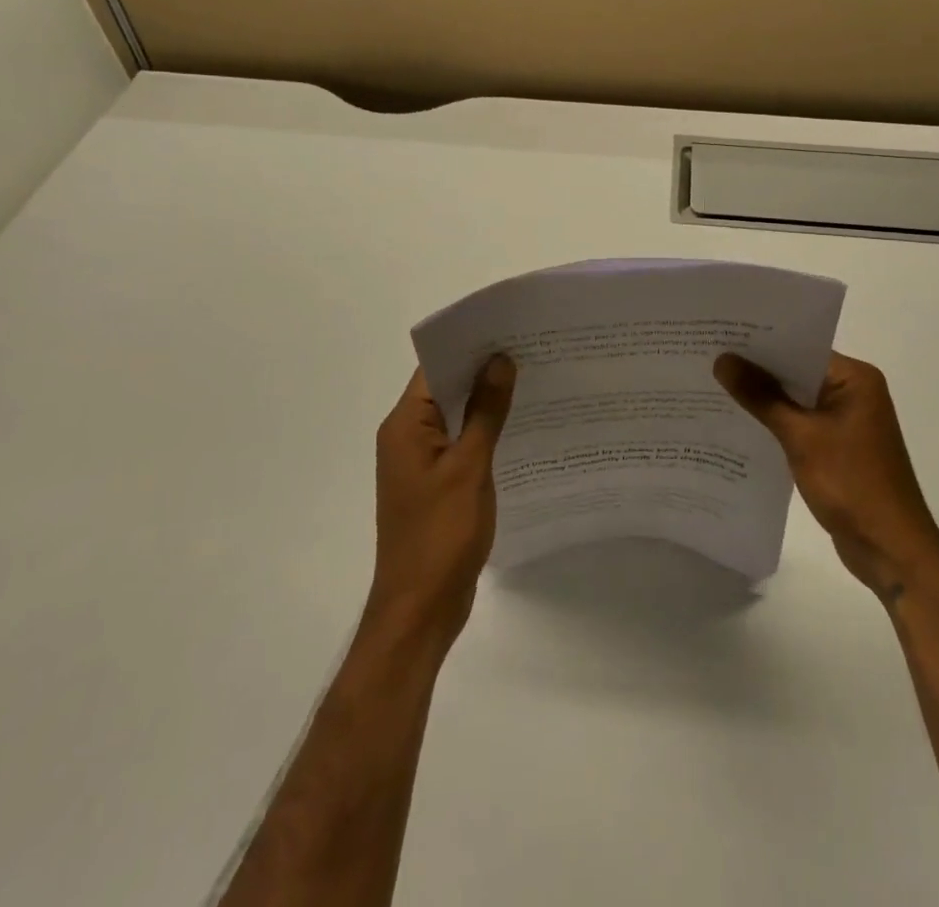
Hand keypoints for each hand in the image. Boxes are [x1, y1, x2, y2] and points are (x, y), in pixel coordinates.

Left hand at [365, 356, 516, 652]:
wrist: (420, 610)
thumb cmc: (441, 535)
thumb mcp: (469, 467)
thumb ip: (485, 412)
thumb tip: (499, 360)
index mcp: (405, 425)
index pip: (435, 368)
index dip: (469, 346)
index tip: (509, 328)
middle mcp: (407, 436)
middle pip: (445, 389)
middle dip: (483, 370)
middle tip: (531, 349)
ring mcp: (420, 462)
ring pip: (455, 417)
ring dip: (486, 402)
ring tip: (533, 380)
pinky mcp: (434, 483)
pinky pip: (460, 443)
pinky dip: (484, 431)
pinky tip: (519, 427)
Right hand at [715, 351, 938, 600]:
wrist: (891, 551)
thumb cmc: (852, 484)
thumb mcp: (800, 437)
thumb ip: (761, 396)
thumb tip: (722, 360)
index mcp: (855, 379)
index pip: (801, 347)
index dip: (760, 342)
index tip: (720, 335)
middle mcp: (854, 392)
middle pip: (797, 371)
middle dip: (756, 370)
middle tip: (708, 357)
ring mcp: (847, 421)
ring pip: (795, 399)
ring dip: (763, 398)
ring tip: (713, 385)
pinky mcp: (837, 447)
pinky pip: (799, 423)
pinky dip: (774, 423)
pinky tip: (739, 422)